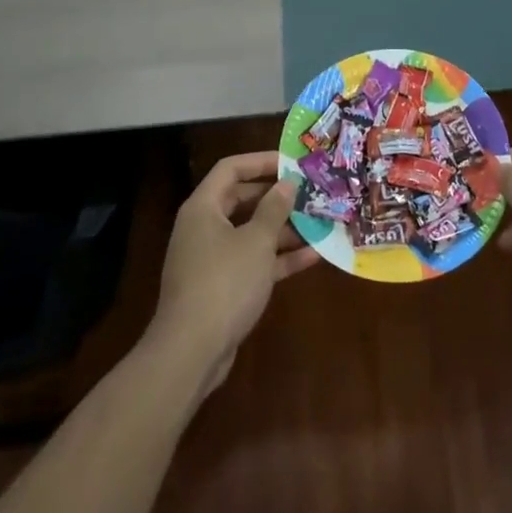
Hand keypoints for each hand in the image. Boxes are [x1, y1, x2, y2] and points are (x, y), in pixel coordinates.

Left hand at [150, 152, 317, 393]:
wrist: (191, 351)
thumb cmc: (224, 283)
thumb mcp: (256, 241)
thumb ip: (274, 209)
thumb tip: (286, 184)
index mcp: (203, 208)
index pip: (230, 169)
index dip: (260, 161)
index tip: (292, 163)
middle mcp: (204, 228)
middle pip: (242, 200)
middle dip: (277, 197)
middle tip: (310, 193)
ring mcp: (212, 259)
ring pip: (251, 233)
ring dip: (284, 229)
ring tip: (320, 222)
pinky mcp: (222, 287)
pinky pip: (253, 262)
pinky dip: (279, 258)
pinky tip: (314, 256)